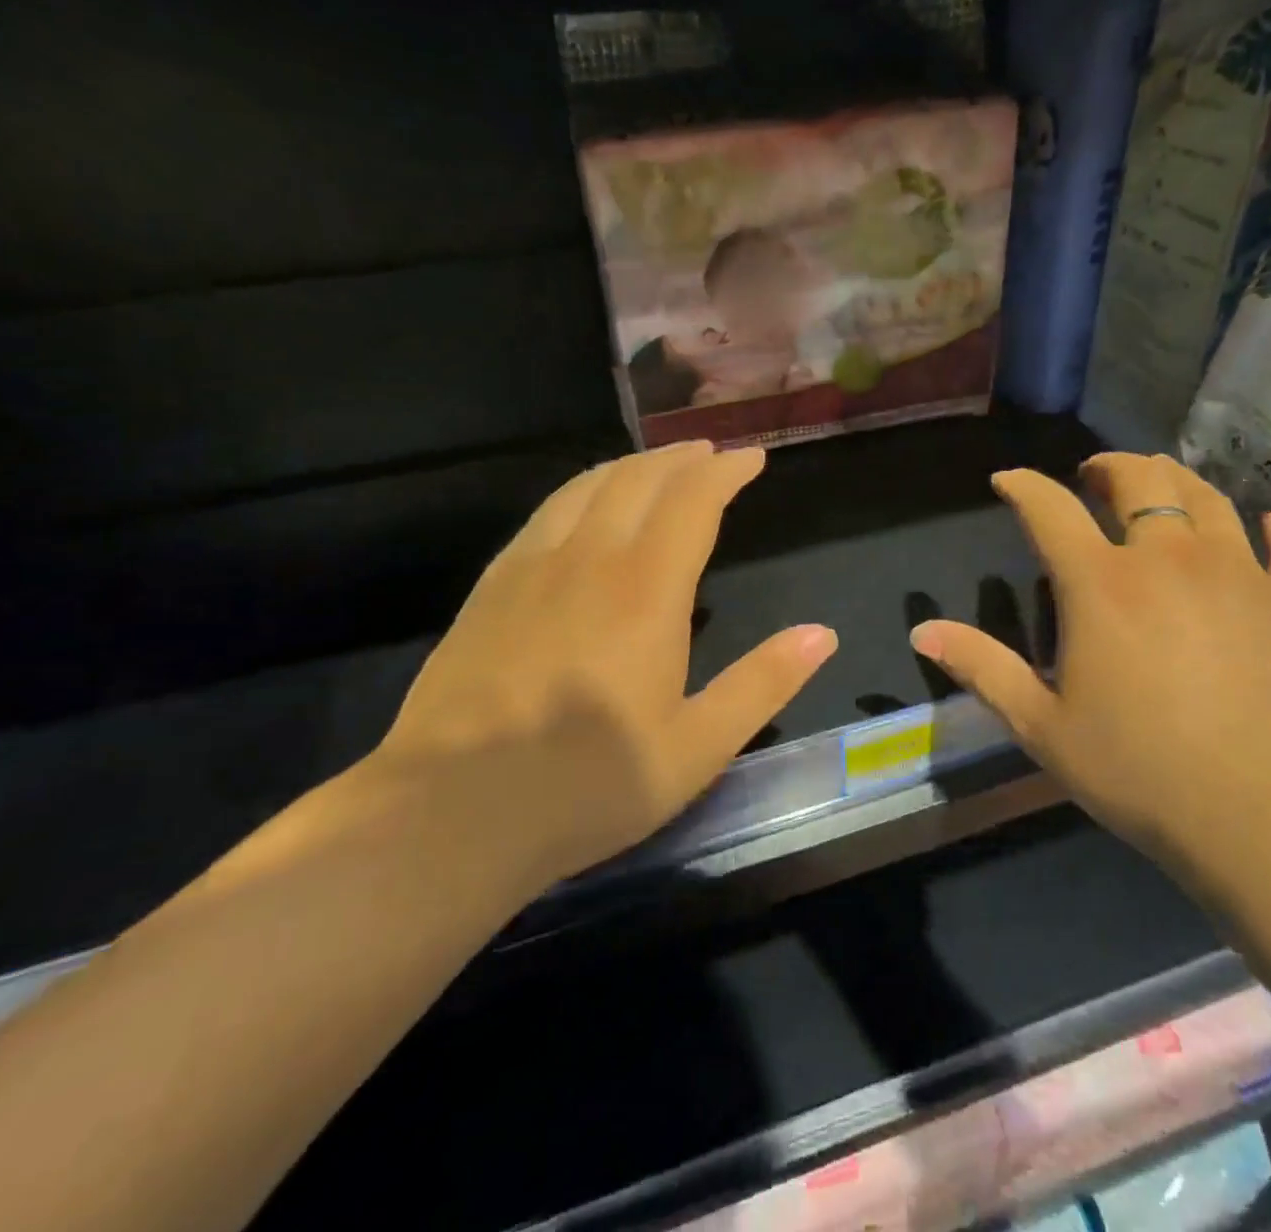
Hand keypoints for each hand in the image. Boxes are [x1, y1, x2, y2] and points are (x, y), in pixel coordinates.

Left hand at [370, 441, 835, 894]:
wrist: (449, 815)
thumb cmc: (588, 786)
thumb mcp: (696, 748)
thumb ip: (762, 684)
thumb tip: (822, 634)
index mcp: (646, 592)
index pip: (692, 502)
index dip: (726, 472)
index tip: (752, 458)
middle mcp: (588, 560)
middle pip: (639, 480)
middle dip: (682, 459)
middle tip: (711, 455)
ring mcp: (530, 568)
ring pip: (588, 486)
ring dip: (631, 466)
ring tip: (657, 466)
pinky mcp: (491, 587)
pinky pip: (546, 512)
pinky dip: (582, 489)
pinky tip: (585, 505)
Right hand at [909, 453, 1270, 877]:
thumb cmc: (1141, 771)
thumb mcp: (1042, 726)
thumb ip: (982, 668)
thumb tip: (920, 631)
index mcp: (1101, 584)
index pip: (1050, 508)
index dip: (1023, 485)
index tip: (1007, 480)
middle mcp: (1169, 558)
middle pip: (1140, 480)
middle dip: (1108, 466)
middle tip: (1093, 477)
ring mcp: (1240, 573)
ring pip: (1207, 497)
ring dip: (1175, 481)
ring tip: (1160, 488)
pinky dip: (1269, 528)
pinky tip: (1267, 526)